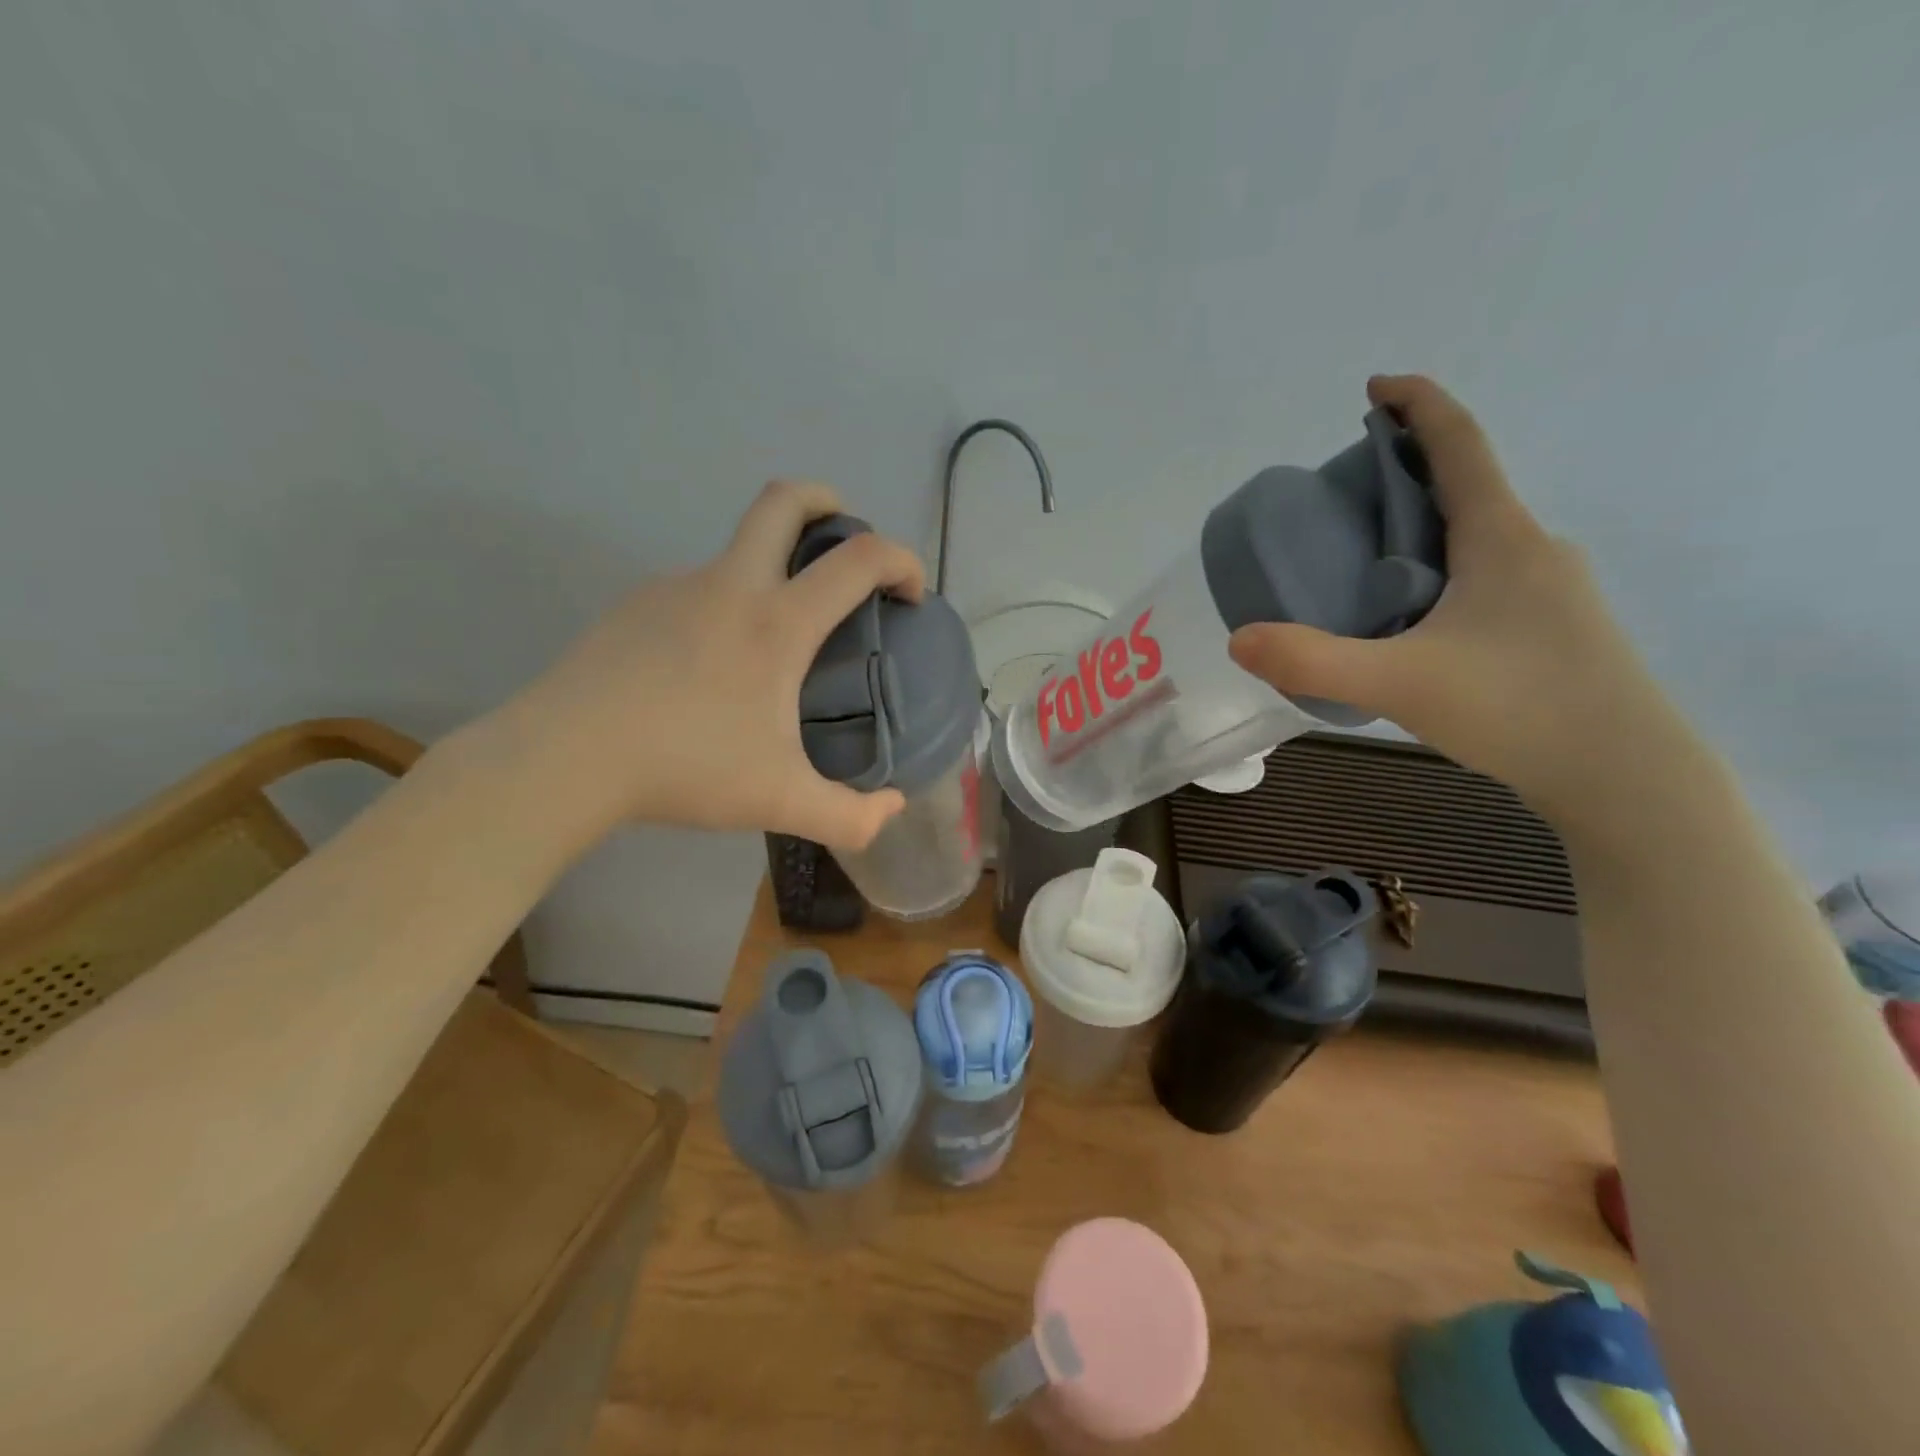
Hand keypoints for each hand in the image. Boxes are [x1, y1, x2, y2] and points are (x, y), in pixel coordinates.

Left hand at [502, 480, 923, 849]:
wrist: (566, 756)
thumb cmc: (686, 768)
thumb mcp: (781, 802)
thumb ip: (850, 816)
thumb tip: (892, 809)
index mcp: (776, 623)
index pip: (858, 560)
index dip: (901, 561)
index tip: (910, 594)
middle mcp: (730, 586)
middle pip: (783, 501)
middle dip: (826, 502)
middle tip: (844, 539)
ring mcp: (677, 588)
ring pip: (737, 552)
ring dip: (773, 570)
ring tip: (775, 642)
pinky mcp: (637, 605)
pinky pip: (698, 590)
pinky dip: (726, 607)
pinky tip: (711, 667)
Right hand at [1229, 375, 1682, 813]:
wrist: (1624, 775)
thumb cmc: (1518, 707)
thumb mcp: (1398, 682)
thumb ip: (1312, 661)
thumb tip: (1239, 639)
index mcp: (1500, 537)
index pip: (1458, 443)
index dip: (1417, 404)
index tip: (1375, 388)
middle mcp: (1531, 549)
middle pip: (1464, 485)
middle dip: (1405, 472)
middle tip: (1342, 496)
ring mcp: (1549, 590)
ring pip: (1474, 536)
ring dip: (1421, 527)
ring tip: (1362, 558)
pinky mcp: (1550, 628)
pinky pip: (1483, 575)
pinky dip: (1438, 569)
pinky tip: (1410, 617)